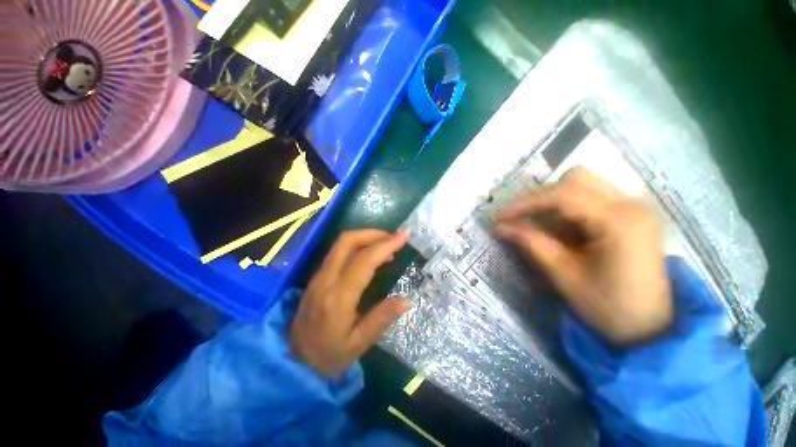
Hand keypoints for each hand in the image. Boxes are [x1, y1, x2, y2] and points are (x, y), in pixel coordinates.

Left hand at [290, 230, 410, 376]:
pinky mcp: (317, 276)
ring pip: (341, 243)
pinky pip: (338, 251)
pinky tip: (370, 255)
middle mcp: (326, 279)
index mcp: (338, 297)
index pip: (364, 260)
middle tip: (394, 238)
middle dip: (374, 234)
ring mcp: (319, 275)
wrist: (291, 362)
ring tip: (386, 245)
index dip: (386, 245)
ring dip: (366, 237)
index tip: (404, 236)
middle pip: (347, 241)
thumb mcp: (357, 346)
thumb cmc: (326, 357)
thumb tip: (405, 300)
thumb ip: (380, 320)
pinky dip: (358, 245)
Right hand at [494, 168, 672, 345]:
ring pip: (583, 183)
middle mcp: (632, 204)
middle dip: (541, 197)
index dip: (525, 203)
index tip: (500, 216)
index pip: (563, 195)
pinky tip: (561, 227)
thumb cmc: (607, 307)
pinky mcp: (631, 214)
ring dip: (554, 199)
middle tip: (521, 218)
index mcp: (619, 222)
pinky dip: (568, 206)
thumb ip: (531, 243)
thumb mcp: (563, 274)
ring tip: (539, 223)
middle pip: (576, 179)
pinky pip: (592, 196)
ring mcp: (634, 207)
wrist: (651, 328)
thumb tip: (500, 226)